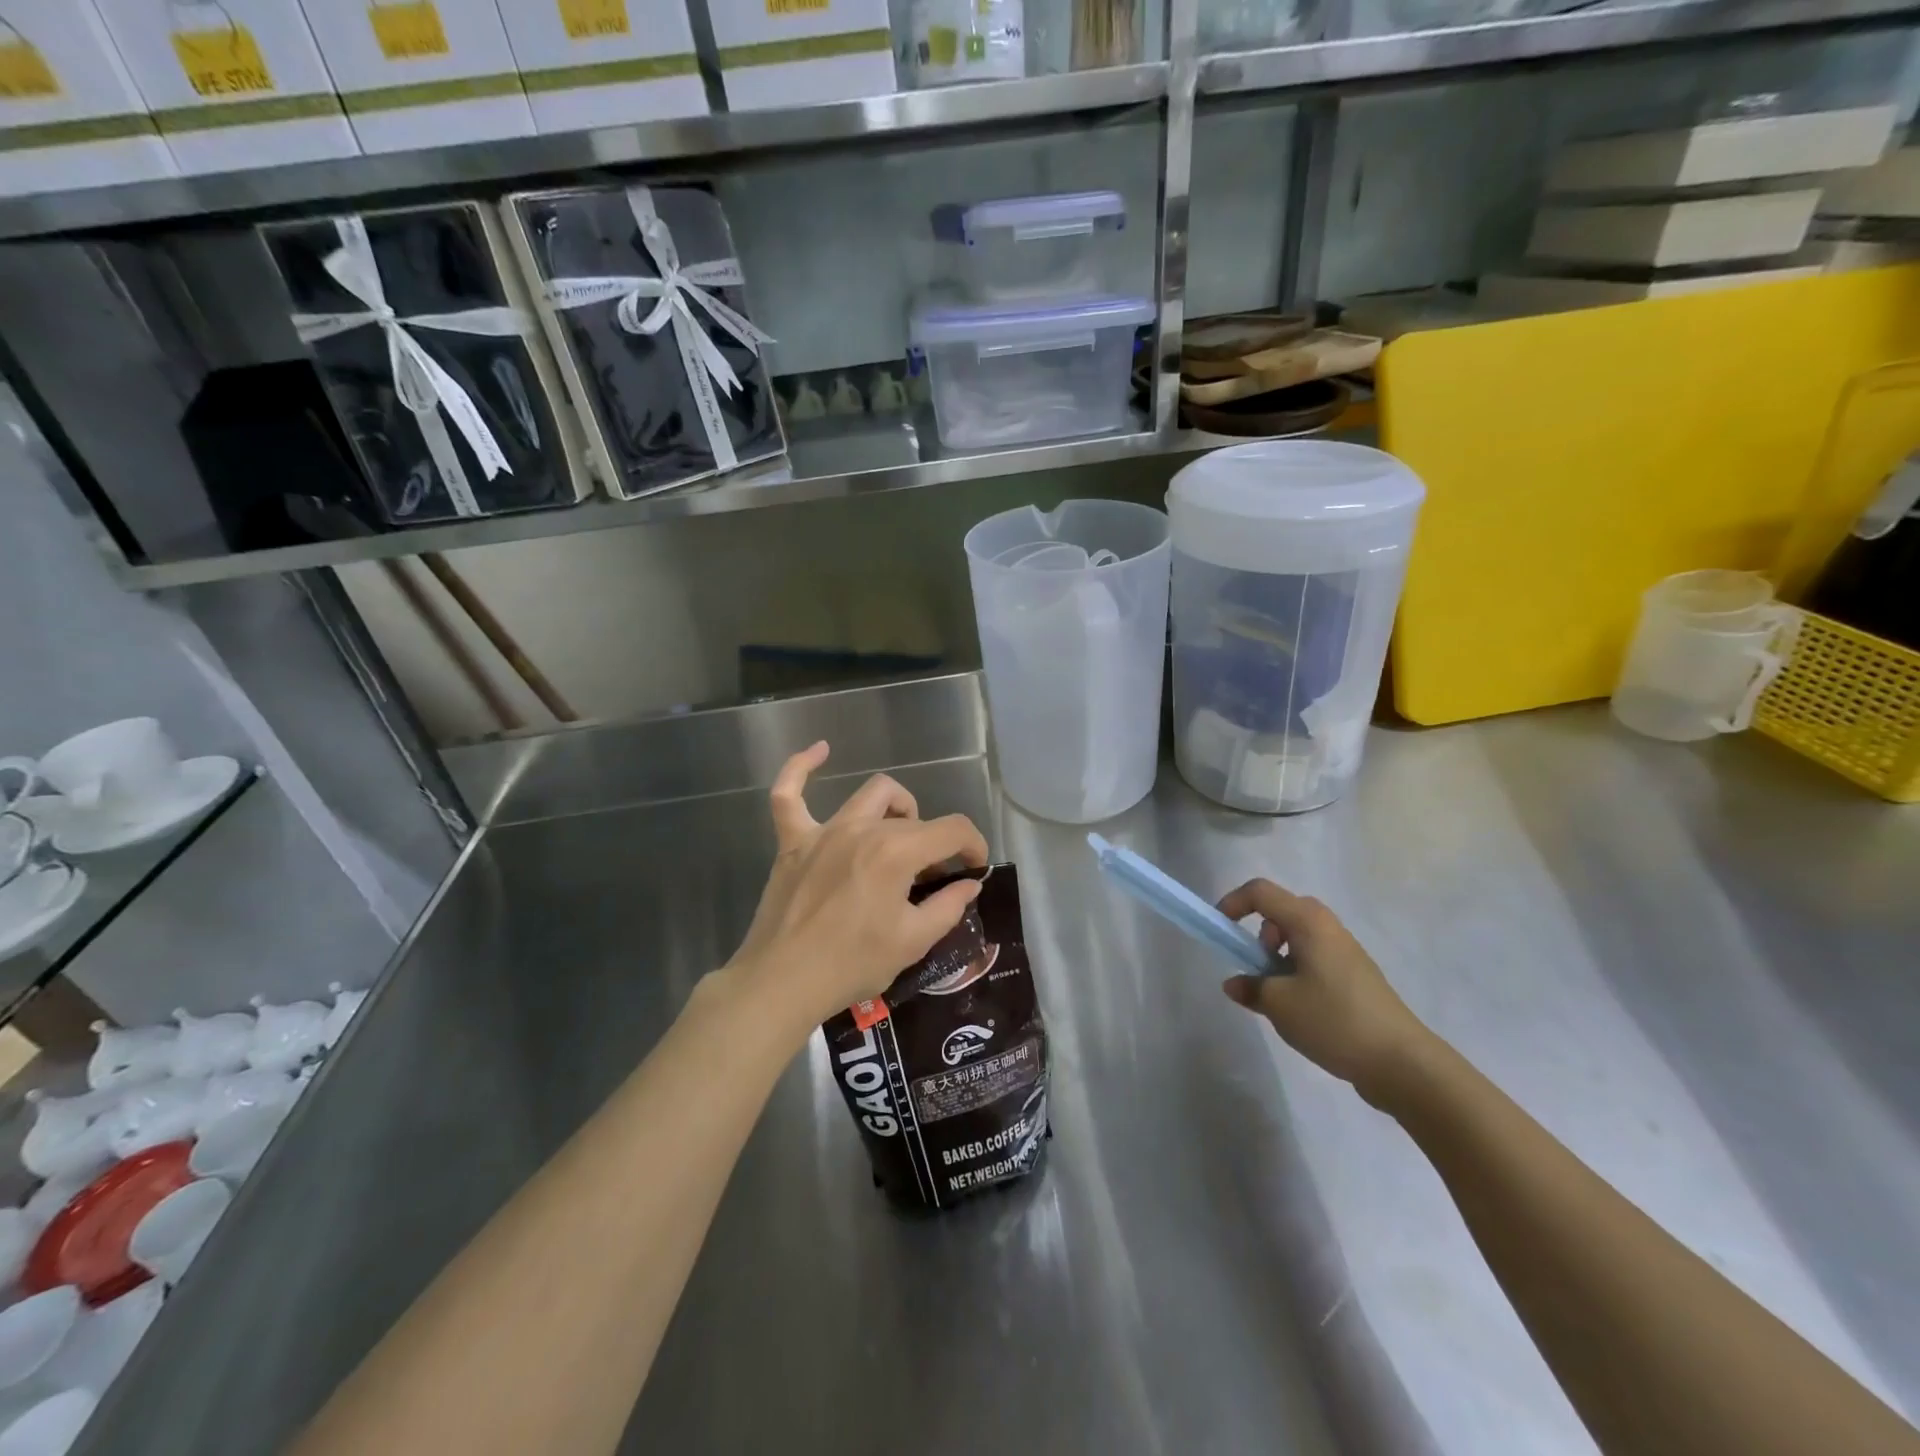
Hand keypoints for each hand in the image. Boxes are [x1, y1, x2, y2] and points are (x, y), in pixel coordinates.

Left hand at [722, 742, 989, 1032]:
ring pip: (870, 794)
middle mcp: (862, 829)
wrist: (782, 983)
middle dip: (933, 843)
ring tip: (898, 835)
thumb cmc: (852, 964)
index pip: (953, 829)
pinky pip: (789, 794)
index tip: (975, 869)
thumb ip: (948, 906)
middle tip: (929, 880)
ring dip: (895, 808)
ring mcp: (823, 831)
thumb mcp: (912, 942)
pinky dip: (802, 768)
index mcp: (896, 852)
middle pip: (914, 817)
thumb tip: (969, 884)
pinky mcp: (792, 841)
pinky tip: (820, 751)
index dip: (974, 845)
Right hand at [1217, 879, 1431, 1103]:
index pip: (1259, 892)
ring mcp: (1346, 950)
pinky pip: (1315, 958)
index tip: (1220, 932)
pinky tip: (1302, 1010)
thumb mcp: (1279, 1004)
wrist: (1402, 1062)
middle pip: (1280, 912)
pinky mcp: (1356, 975)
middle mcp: (1327, 926)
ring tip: (1277, 996)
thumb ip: (1250, 987)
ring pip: (1298, 937)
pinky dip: (1297, 972)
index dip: (1232, 903)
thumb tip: (1235, 983)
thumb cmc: (1334, 1020)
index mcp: (1308, 921)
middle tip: (1254, 968)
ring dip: (1277, 957)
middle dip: (1257, 935)